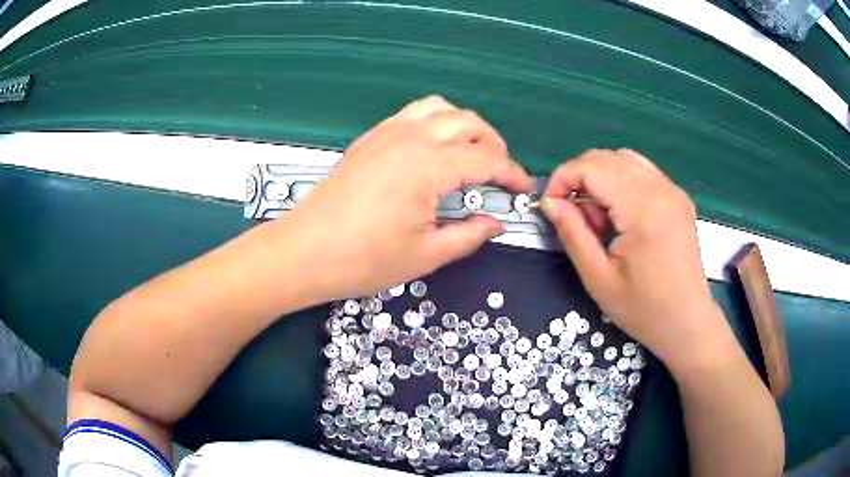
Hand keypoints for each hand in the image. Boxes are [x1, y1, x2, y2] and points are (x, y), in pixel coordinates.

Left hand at [272, 96, 531, 301]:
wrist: (305, 251)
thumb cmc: (364, 259)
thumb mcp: (426, 254)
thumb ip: (469, 235)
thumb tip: (495, 223)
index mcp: (429, 165)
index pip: (487, 158)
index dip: (511, 173)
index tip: (523, 189)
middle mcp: (411, 137)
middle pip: (468, 122)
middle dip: (493, 144)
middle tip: (499, 174)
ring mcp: (387, 132)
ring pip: (440, 108)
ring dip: (464, 125)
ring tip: (470, 153)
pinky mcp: (370, 137)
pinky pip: (412, 114)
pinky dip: (435, 122)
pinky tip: (433, 149)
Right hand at [541, 149, 731, 370]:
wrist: (687, 322)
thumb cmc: (644, 309)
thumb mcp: (598, 279)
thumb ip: (572, 234)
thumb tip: (551, 202)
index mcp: (642, 208)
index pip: (591, 167)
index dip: (562, 178)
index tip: (551, 206)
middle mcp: (660, 188)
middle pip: (606, 157)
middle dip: (579, 178)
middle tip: (576, 217)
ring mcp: (672, 190)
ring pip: (624, 159)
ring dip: (601, 178)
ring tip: (600, 217)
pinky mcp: (678, 197)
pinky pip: (642, 171)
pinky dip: (621, 181)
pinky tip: (621, 213)